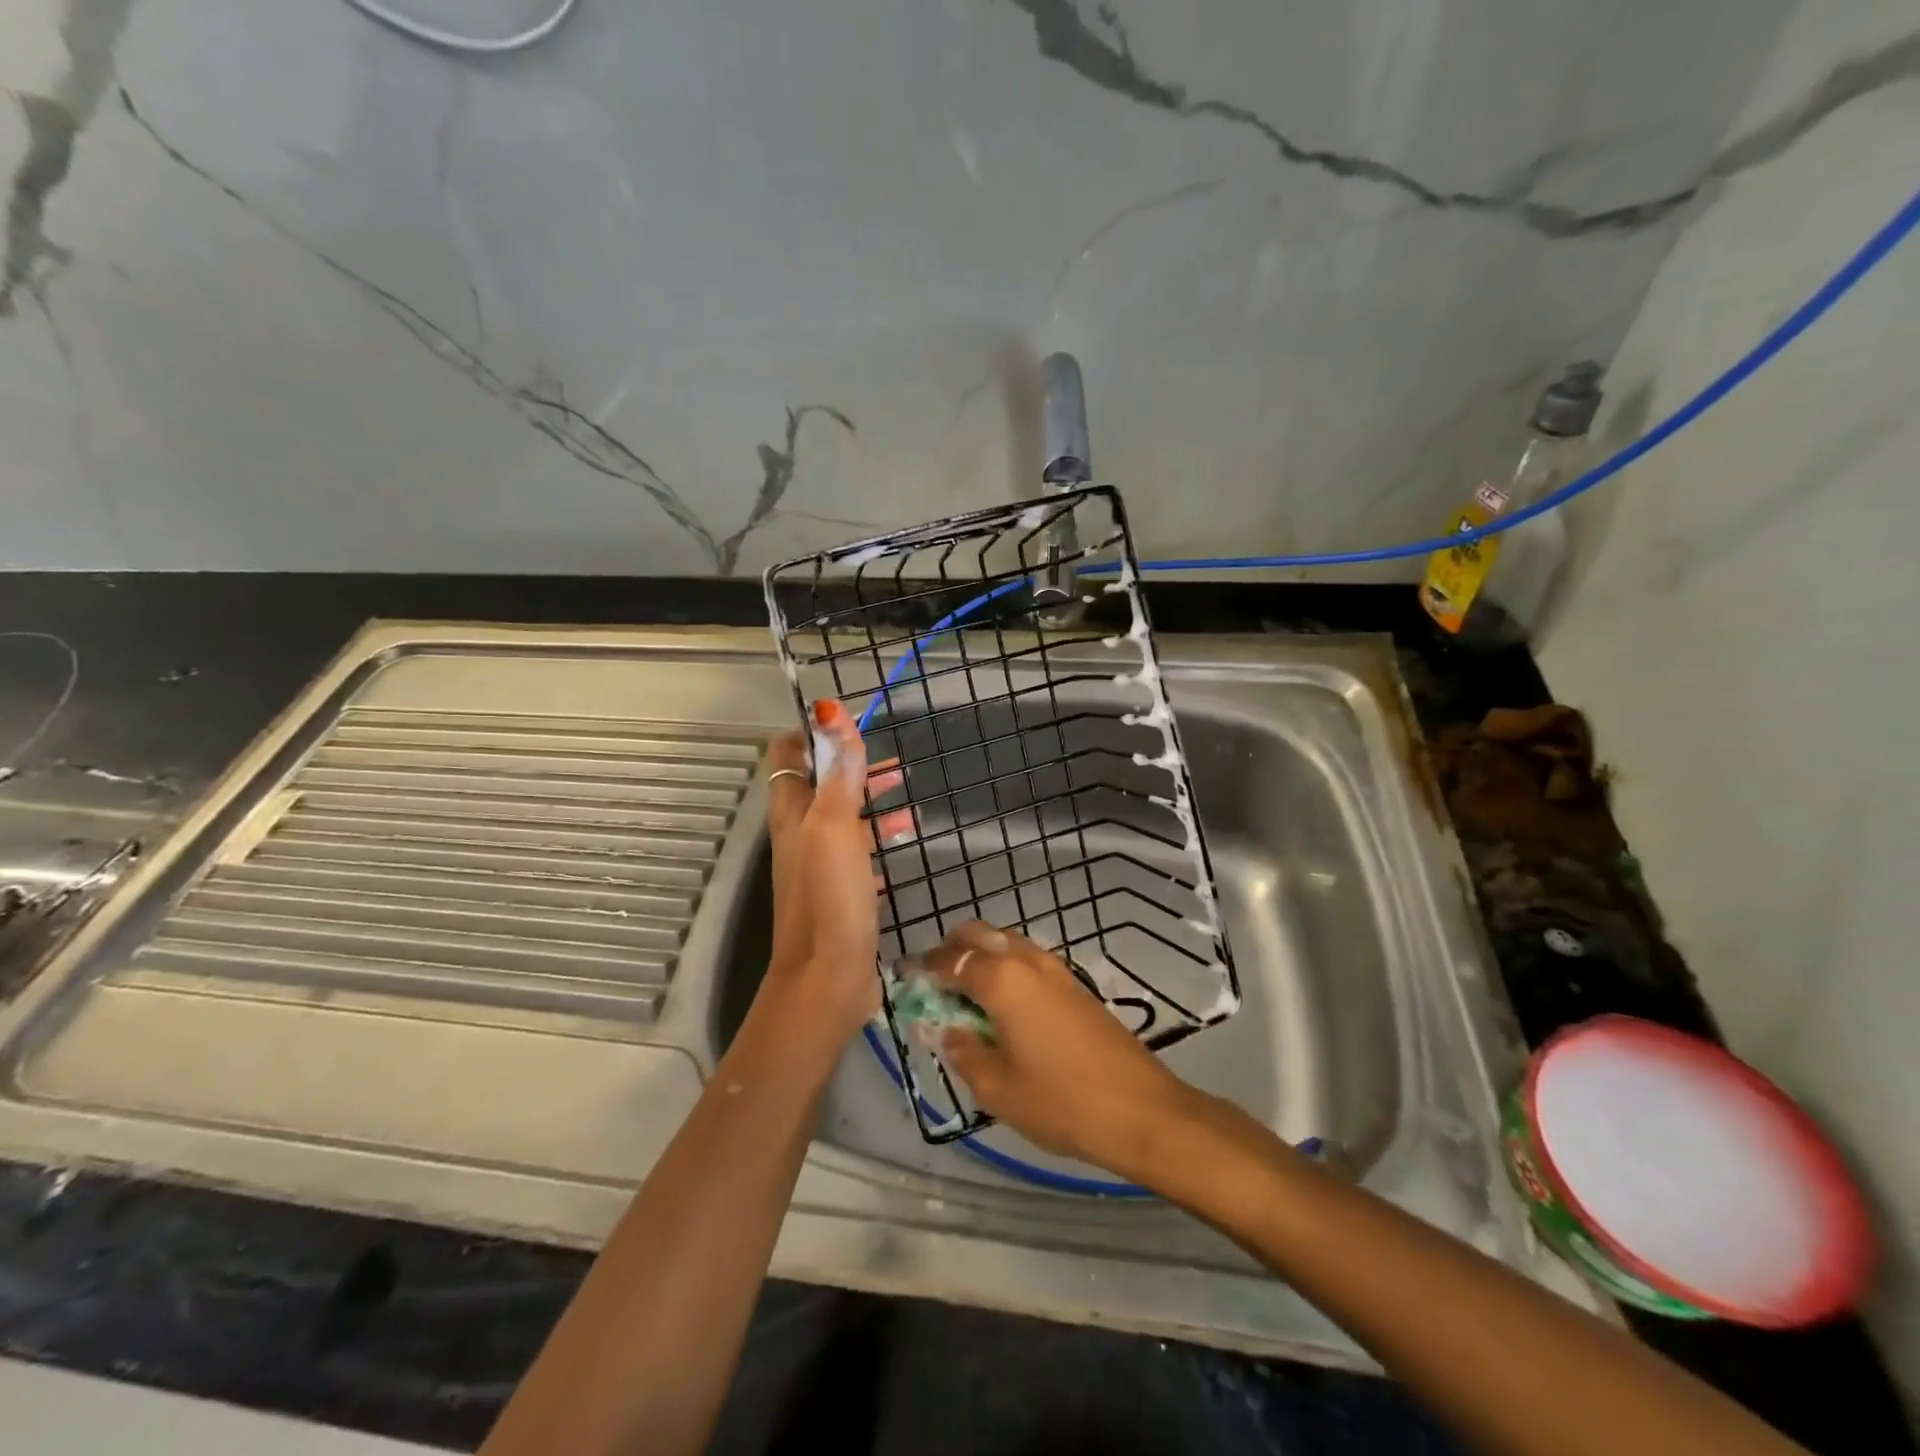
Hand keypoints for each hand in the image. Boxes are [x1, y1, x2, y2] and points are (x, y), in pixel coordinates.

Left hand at [761, 701, 890, 1045]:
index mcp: (791, 812)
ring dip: (869, 798)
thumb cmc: (830, 896)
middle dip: (852, 766)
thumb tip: (829, 710)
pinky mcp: (839, 891)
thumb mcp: (835, 824)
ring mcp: (818, 864)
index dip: (812, 734)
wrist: (829, 978)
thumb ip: (837, 770)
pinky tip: (905, 836)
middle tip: (891, 761)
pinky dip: (878, 833)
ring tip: (907, 789)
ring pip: (842, 816)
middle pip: (820, 784)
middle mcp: (799, 833)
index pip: (787, 755)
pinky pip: (857, 849)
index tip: (848, 725)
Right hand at [926, 922, 1200, 1176]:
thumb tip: (947, 1030)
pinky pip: (1028, 960)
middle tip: (936, 982)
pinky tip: (1004, 1006)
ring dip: (982, 957)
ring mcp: (1056, 969)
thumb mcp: (996, 1087)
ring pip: (1007, 943)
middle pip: (980, 934)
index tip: (906, 978)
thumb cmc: (1060, 1100)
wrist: (1140, 1110)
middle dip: (952, 950)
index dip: (923, 967)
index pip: (950, 959)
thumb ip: (963, 1051)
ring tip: (967, 996)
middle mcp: (1027, 960)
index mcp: (1001, 978)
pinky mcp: (1075, 984)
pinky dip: (1007, 969)